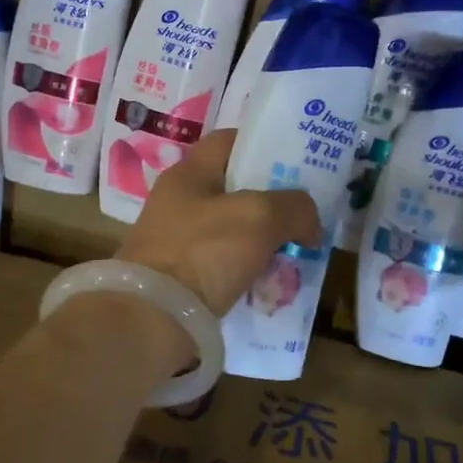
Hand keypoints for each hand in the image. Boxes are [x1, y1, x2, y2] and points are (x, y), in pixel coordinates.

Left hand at [120, 130, 323, 314]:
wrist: (152, 321)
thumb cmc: (203, 252)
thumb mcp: (259, 217)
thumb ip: (294, 208)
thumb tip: (310, 224)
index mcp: (189, 174)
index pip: (229, 141)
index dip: (264, 145)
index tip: (297, 161)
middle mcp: (178, 203)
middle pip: (235, 190)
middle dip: (272, 202)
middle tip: (306, 214)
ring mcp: (176, 243)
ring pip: (233, 232)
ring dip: (264, 243)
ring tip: (297, 255)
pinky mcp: (179, 279)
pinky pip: (224, 268)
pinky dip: (248, 274)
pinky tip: (272, 286)